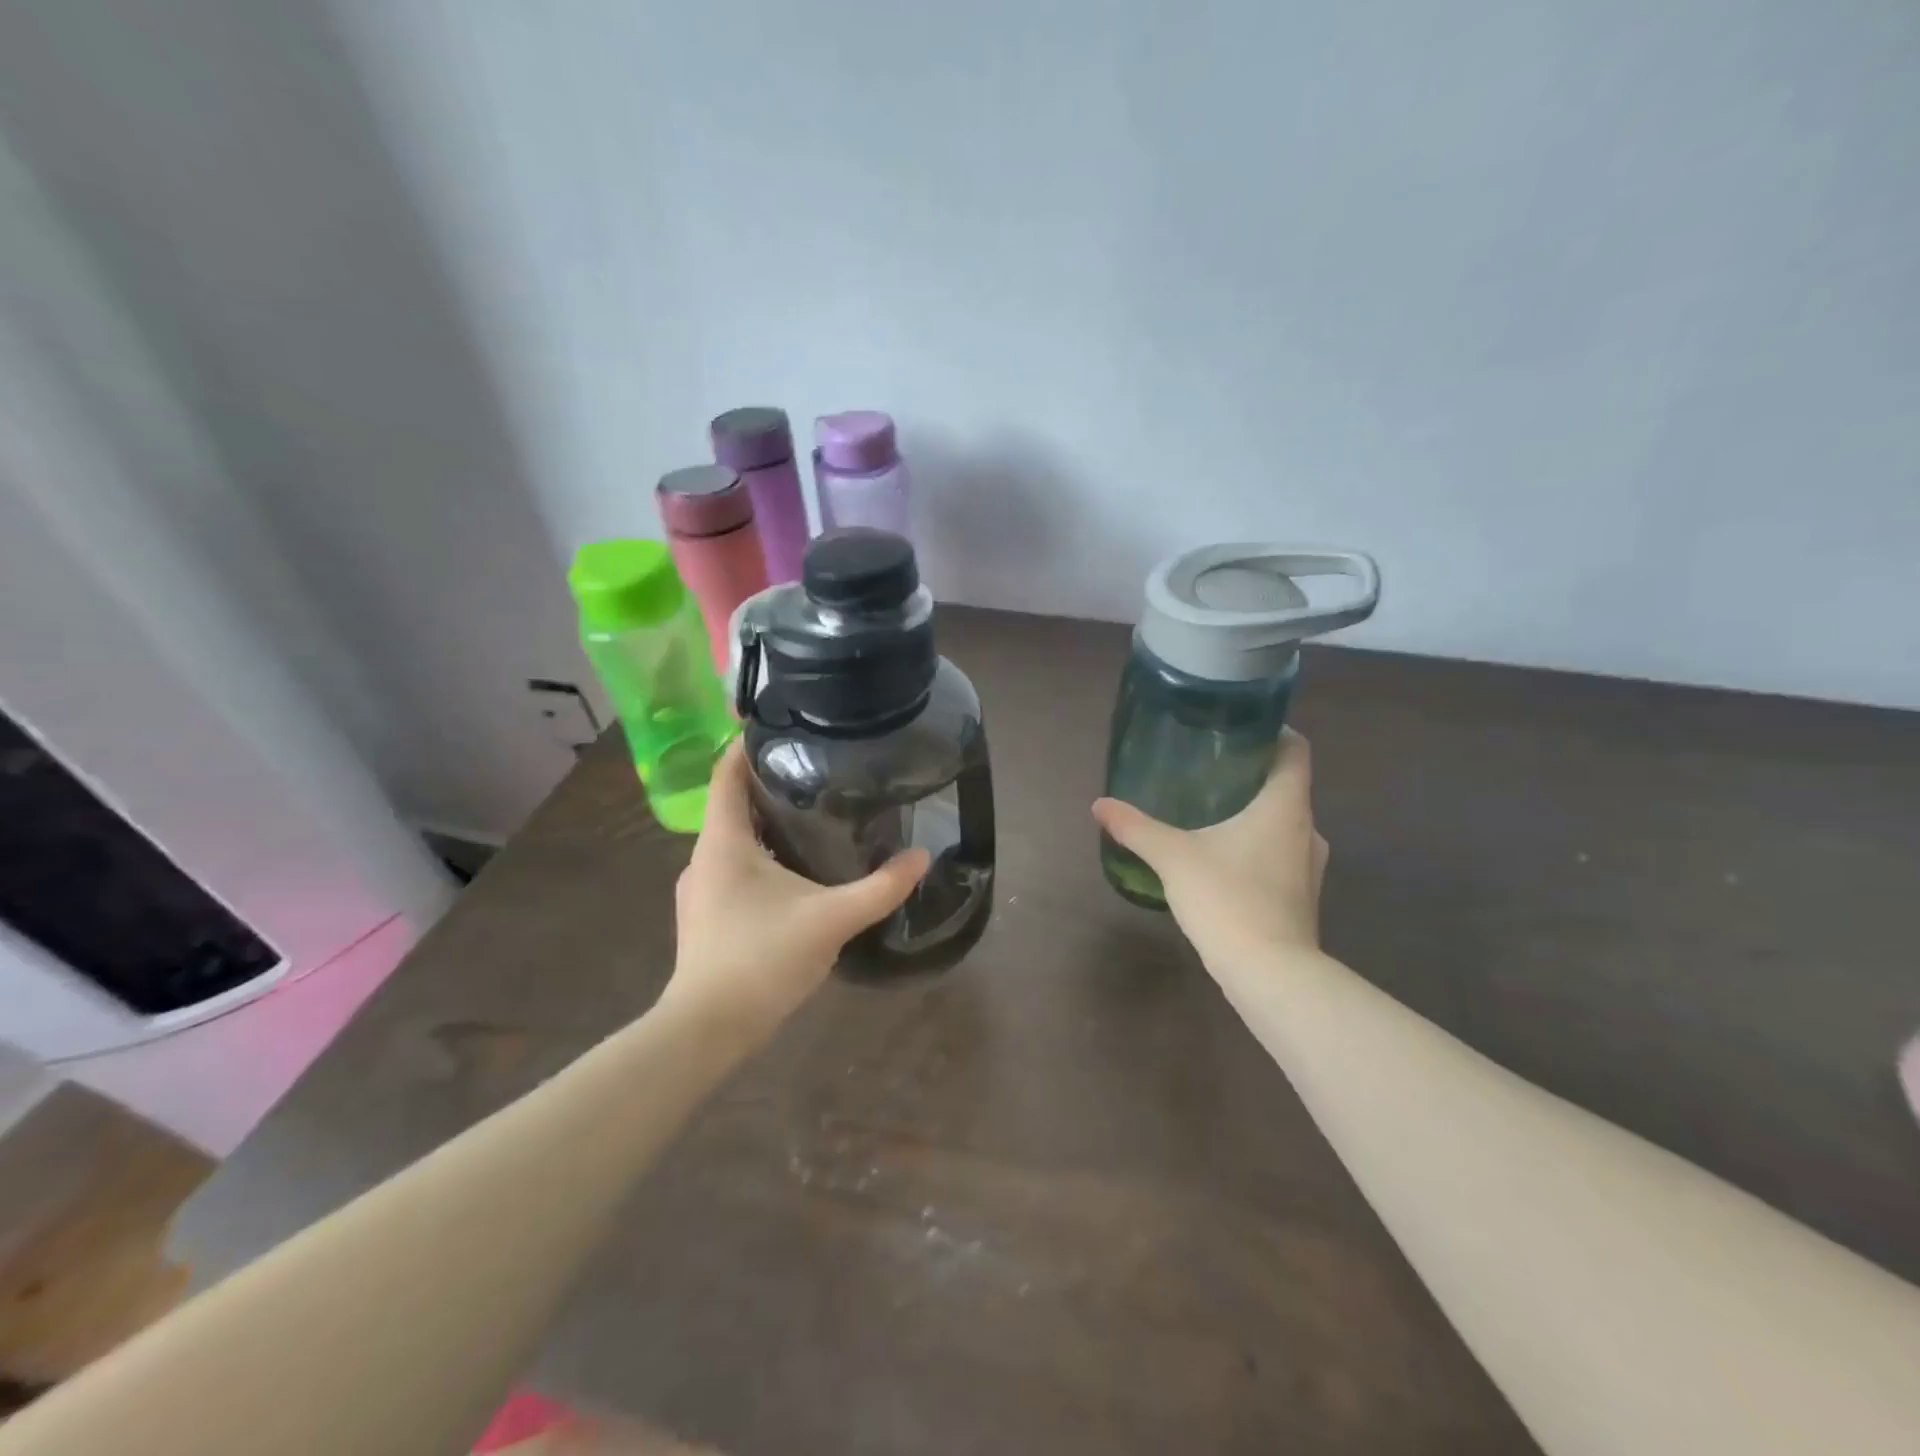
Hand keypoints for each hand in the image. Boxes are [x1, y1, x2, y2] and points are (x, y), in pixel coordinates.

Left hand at [661, 741, 929, 1039]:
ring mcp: (699, 889)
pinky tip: (794, 872)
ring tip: (812, 815)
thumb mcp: (831, 919)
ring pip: (734, 839)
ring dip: (766, 824)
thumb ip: (880, 888)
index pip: (727, 773)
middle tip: (818, 770)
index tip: (784, 727)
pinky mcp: (707, 916)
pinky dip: (761, 856)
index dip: (749, 744)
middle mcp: (704, 858)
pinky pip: (733, 868)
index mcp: (724, 842)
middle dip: (770, 784)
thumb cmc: (761, 960)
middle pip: (733, 804)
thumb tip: (922, 857)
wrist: (707, 1031)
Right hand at [1092, 729, 1328, 972]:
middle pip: (1287, 787)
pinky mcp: (1301, 897)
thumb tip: (1100, 805)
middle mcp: (1306, 830)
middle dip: (1252, 775)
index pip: (1295, 750)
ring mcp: (1309, 867)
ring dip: (1255, 814)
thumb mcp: (1173, 857)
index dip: (1273, 732)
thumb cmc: (1228, 899)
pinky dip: (1256, 846)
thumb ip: (1136, 827)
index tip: (1240, 728)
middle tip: (1210, 769)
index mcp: (1285, 807)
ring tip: (1211, 812)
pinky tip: (1222, 858)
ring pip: (1284, 824)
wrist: (1270, 974)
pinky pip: (1280, 855)